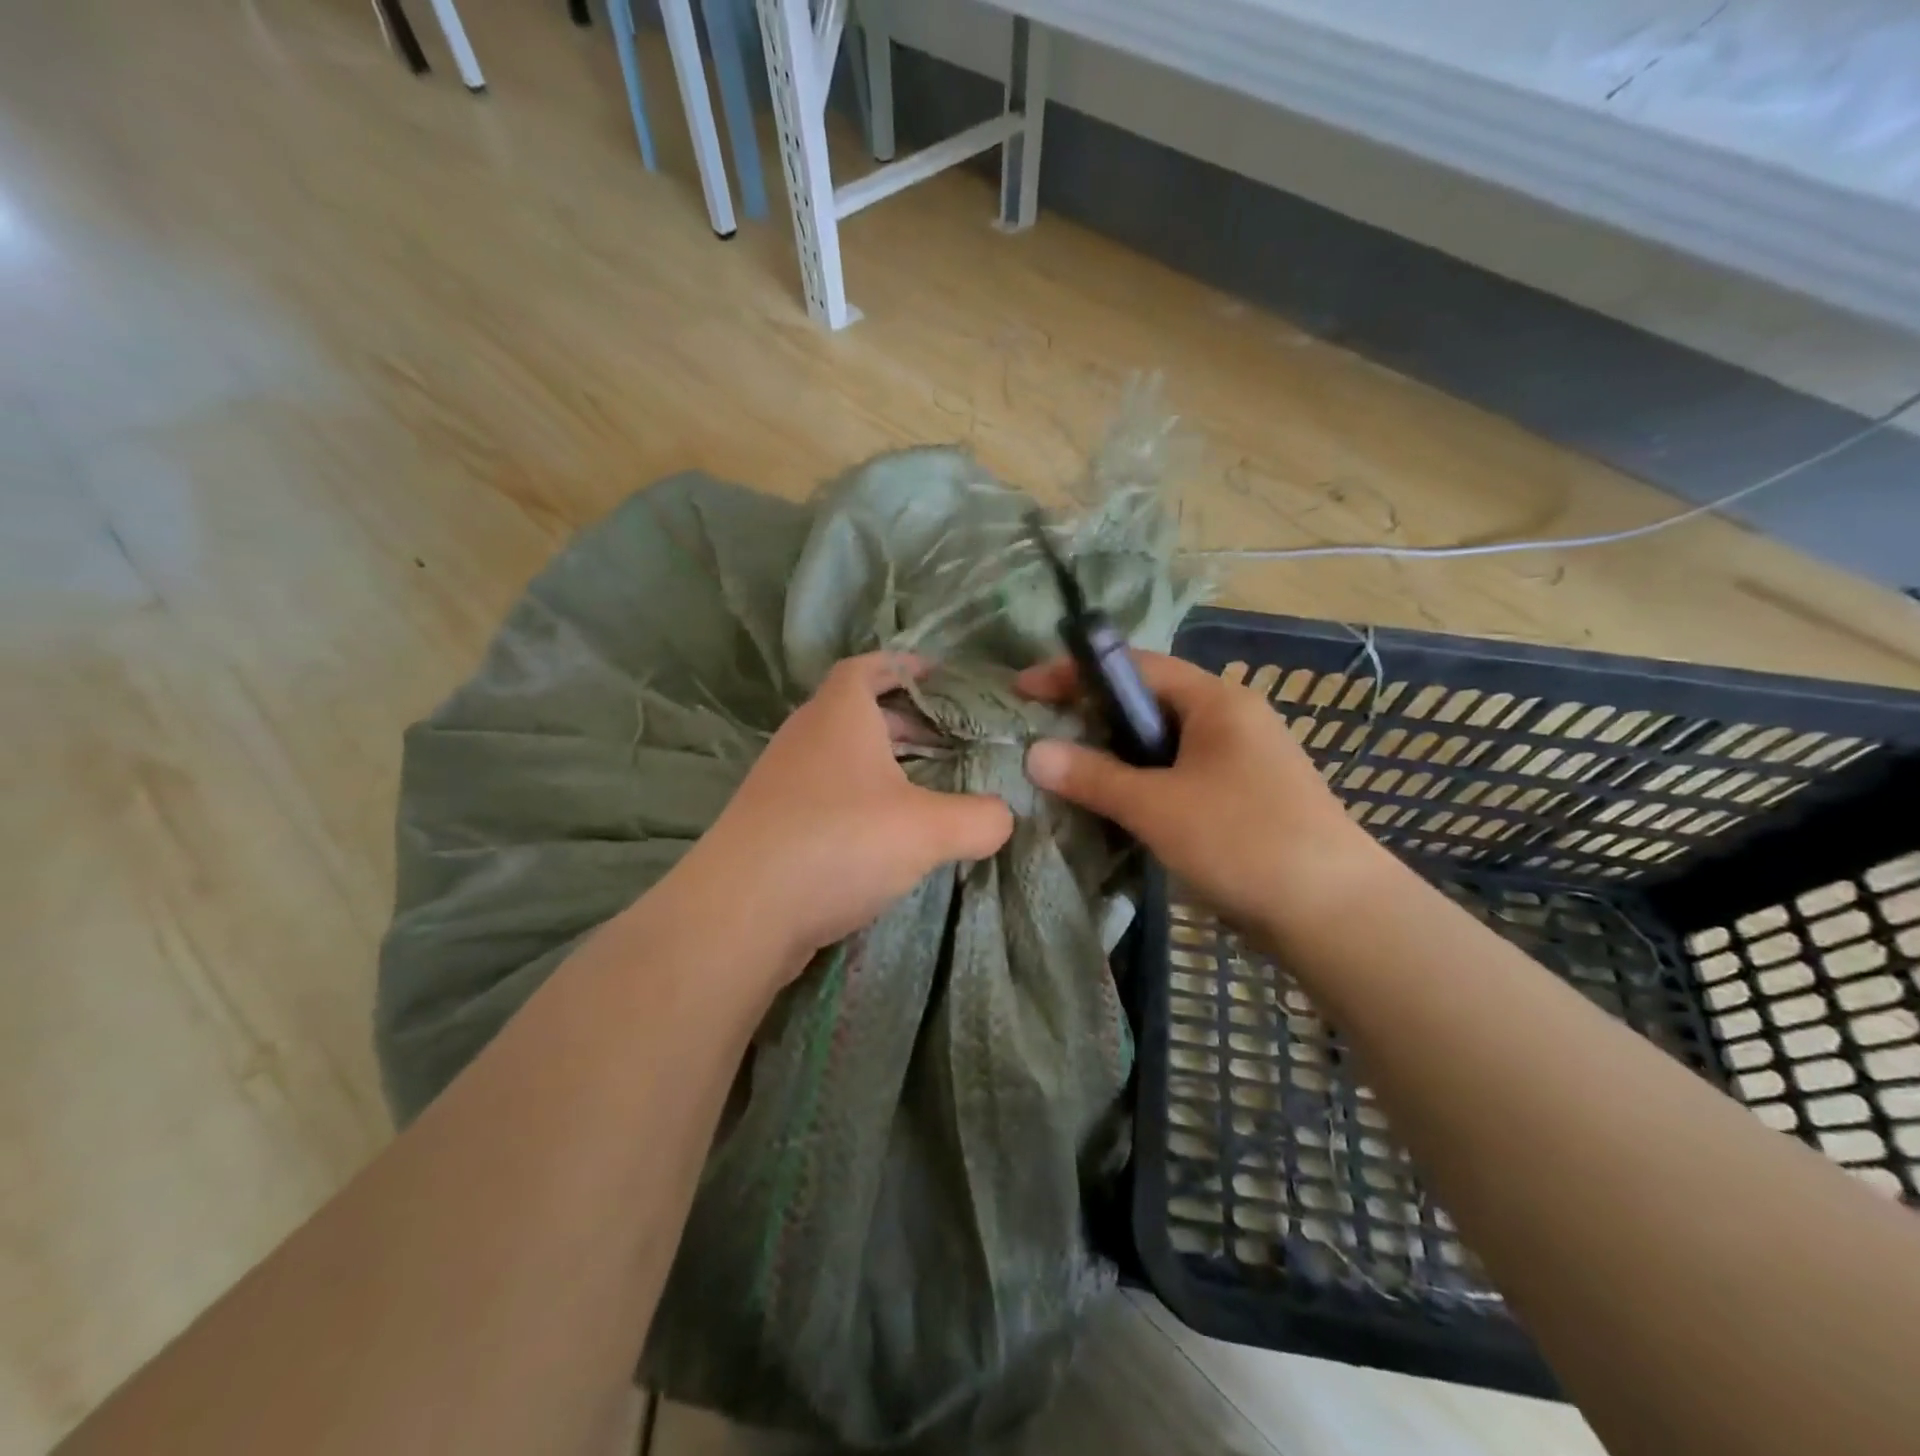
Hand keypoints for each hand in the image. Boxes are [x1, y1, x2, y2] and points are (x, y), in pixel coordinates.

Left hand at [677, 654, 1013, 984]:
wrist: (740, 912)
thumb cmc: (839, 842)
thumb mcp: (928, 829)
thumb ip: (979, 819)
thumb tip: (1004, 816)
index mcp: (839, 715)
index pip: (868, 668)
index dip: (903, 666)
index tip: (938, 675)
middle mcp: (805, 737)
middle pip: (856, 713)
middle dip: (903, 722)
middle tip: (947, 740)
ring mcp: (782, 782)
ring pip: (840, 758)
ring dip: (881, 766)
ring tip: (924, 789)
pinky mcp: (771, 824)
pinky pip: (825, 795)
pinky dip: (858, 801)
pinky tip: (884, 836)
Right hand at [1018, 652, 1380, 933]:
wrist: (1334, 913)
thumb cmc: (1243, 840)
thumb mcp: (1157, 805)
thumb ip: (1093, 776)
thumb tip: (1034, 753)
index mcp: (1216, 701)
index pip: (1135, 667)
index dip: (1075, 673)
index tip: (1024, 688)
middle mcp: (1231, 720)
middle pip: (1148, 703)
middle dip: (1093, 716)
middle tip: (1041, 733)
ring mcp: (1240, 761)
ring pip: (1161, 746)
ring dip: (1115, 756)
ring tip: (1067, 772)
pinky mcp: (1242, 799)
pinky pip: (1178, 777)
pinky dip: (1142, 785)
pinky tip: (1115, 808)